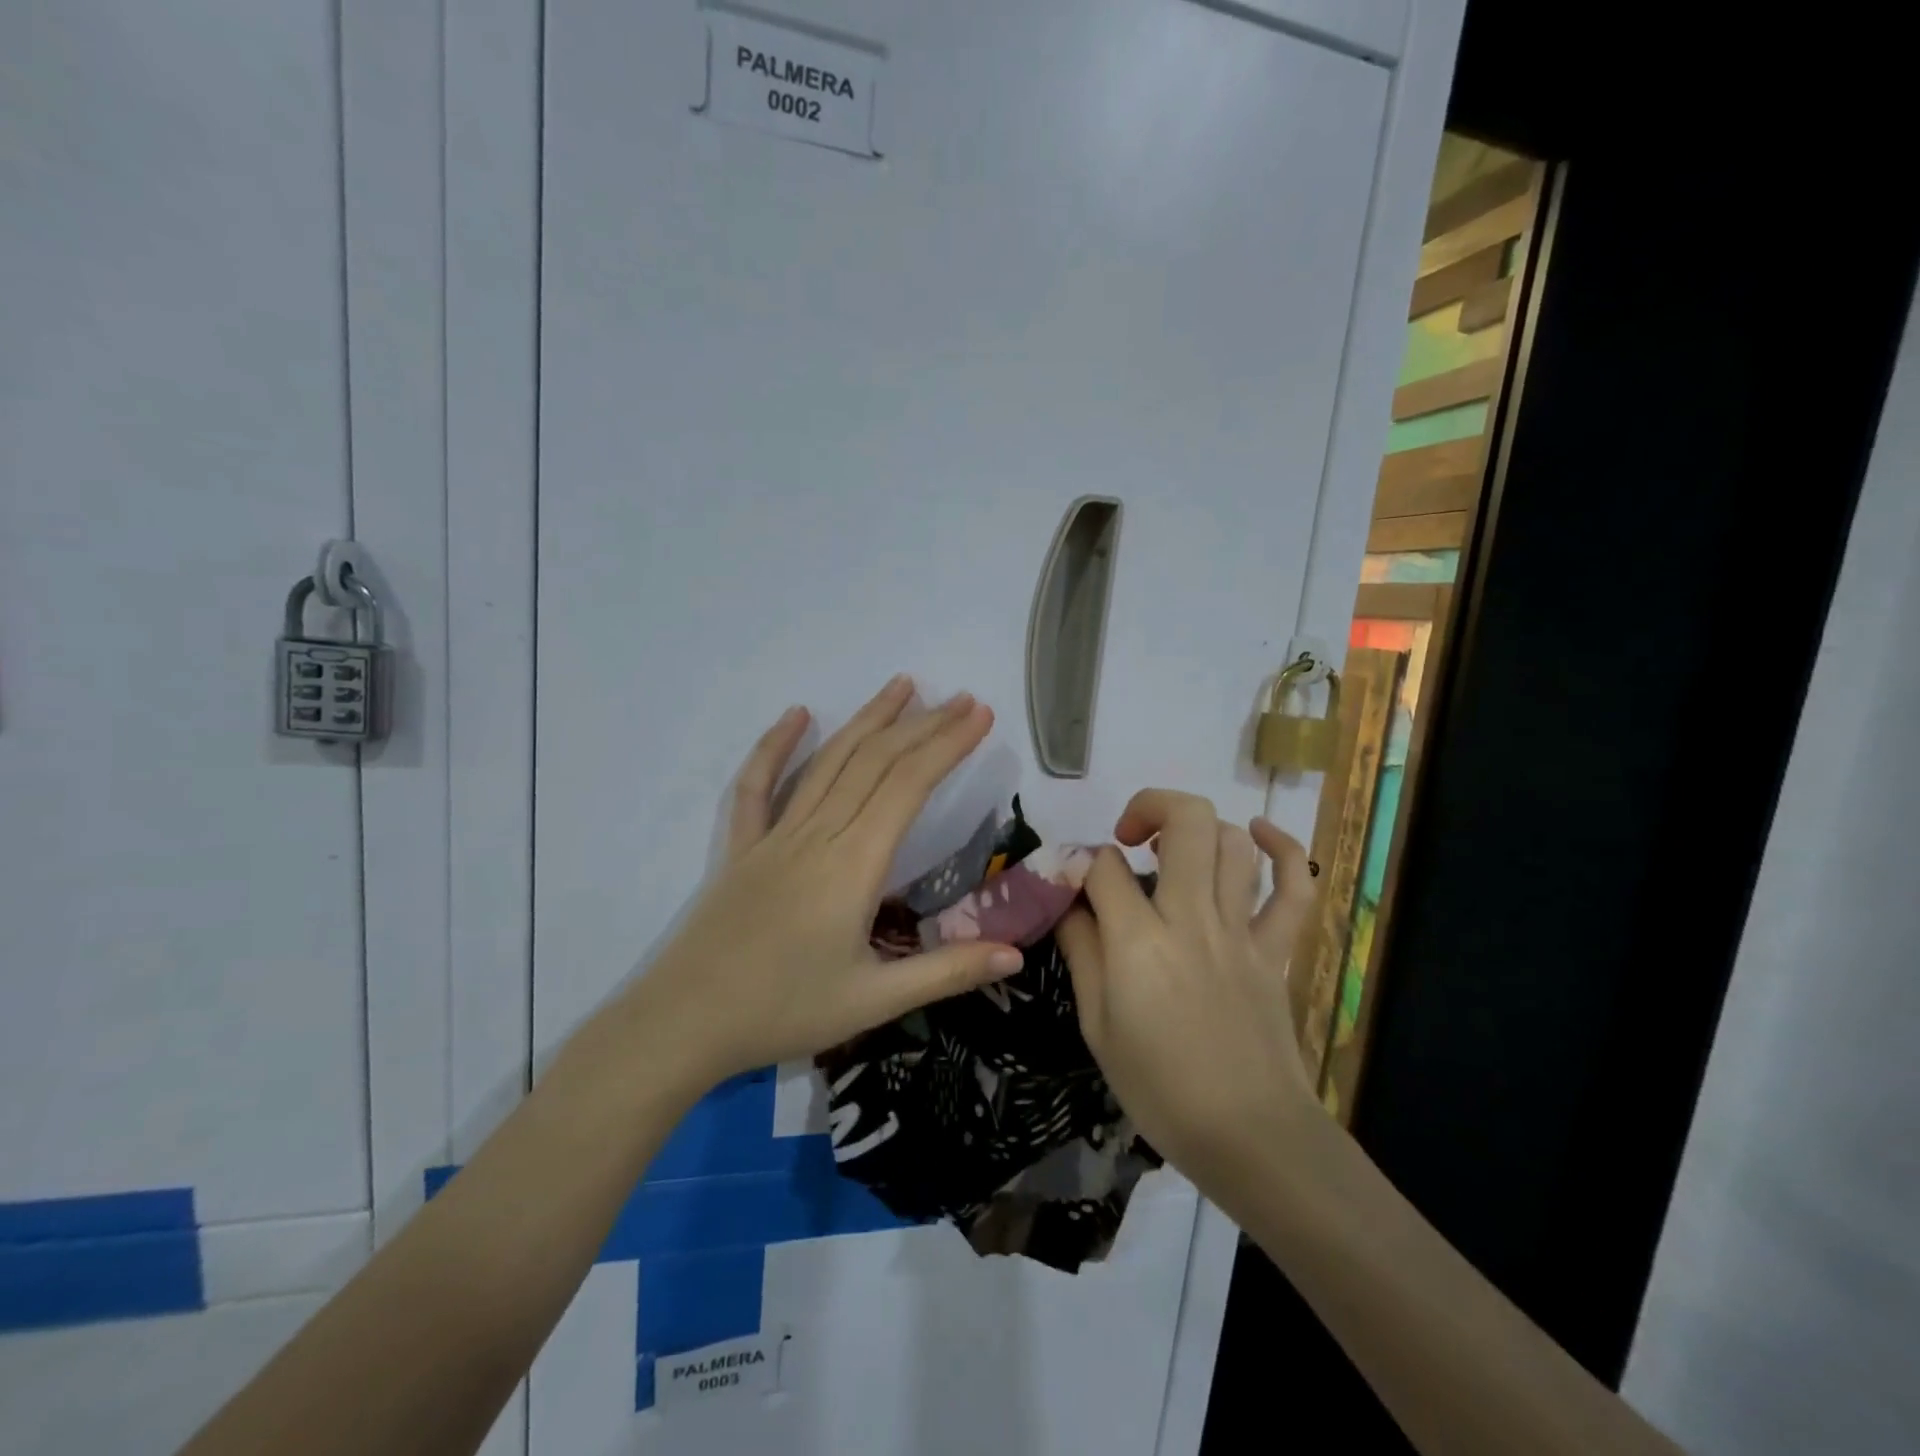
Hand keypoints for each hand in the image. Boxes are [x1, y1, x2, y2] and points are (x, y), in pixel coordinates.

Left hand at [612, 677, 1023, 1092]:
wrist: (684, 1024)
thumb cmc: (783, 1012)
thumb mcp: (876, 1002)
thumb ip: (948, 972)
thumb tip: (1017, 955)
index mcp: (854, 864)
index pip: (909, 785)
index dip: (947, 745)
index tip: (979, 716)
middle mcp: (817, 834)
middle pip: (875, 762)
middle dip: (923, 725)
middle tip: (961, 698)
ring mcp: (774, 835)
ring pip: (828, 761)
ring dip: (867, 719)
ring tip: (902, 685)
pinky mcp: (741, 847)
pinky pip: (757, 785)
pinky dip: (776, 745)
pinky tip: (797, 713)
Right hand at [1056, 789, 1319, 1191]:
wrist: (1251, 1139)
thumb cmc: (1161, 1090)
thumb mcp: (1098, 1027)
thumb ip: (1083, 954)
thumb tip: (1070, 905)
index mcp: (1140, 943)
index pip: (1104, 867)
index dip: (1083, 863)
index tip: (1077, 884)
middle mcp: (1193, 920)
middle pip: (1186, 823)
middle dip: (1149, 807)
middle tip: (1128, 837)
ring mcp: (1242, 932)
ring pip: (1233, 844)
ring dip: (1200, 828)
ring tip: (1174, 849)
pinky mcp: (1277, 950)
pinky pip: (1295, 888)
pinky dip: (1283, 849)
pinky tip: (1258, 833)